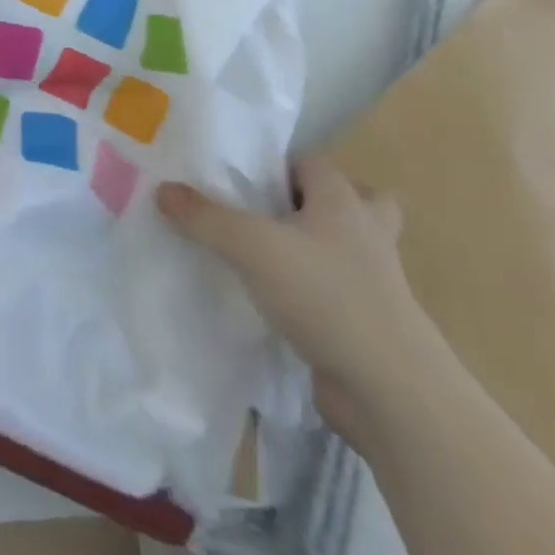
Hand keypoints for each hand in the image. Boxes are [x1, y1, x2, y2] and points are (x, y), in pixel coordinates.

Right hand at [157, 155, 438, 442]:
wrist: (391, 392)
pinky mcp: (368, 323)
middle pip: (347, 200)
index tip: (235, 178)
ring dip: (313, 248)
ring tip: (267, 255)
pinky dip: (312, 290)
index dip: (274, 164)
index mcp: (343, 201)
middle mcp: (365, 232)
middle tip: (265, 214)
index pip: (310, 162)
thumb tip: (163, 189)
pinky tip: (274, 301)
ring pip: (345, 248)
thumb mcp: (252, 247)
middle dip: (309, 204)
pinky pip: (337, 290)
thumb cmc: (325, 296)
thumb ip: (205, 217)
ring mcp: (374, 281)